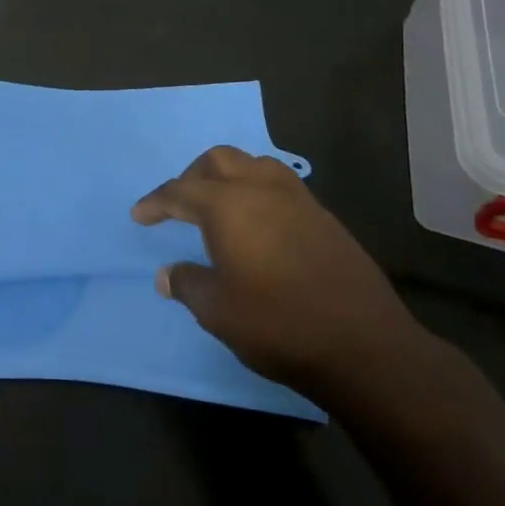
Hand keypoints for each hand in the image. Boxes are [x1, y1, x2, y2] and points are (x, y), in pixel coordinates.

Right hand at [132, 146, 427, 400]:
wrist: (365, 346)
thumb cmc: (278, 323)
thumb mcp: (217, 310)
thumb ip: (187, 284)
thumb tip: (167, 275)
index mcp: (227, 205)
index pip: (179, 191)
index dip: (156, 202)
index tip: (140, 216)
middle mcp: (260, 189)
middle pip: (218, 160)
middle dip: (193, 175)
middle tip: (181, 203)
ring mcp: (298, 200)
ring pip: (255, 164)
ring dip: (230, 175)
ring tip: (221, 203)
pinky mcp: (325, 218)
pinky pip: (281, 184)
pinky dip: (259, 190)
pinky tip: (260, 223)